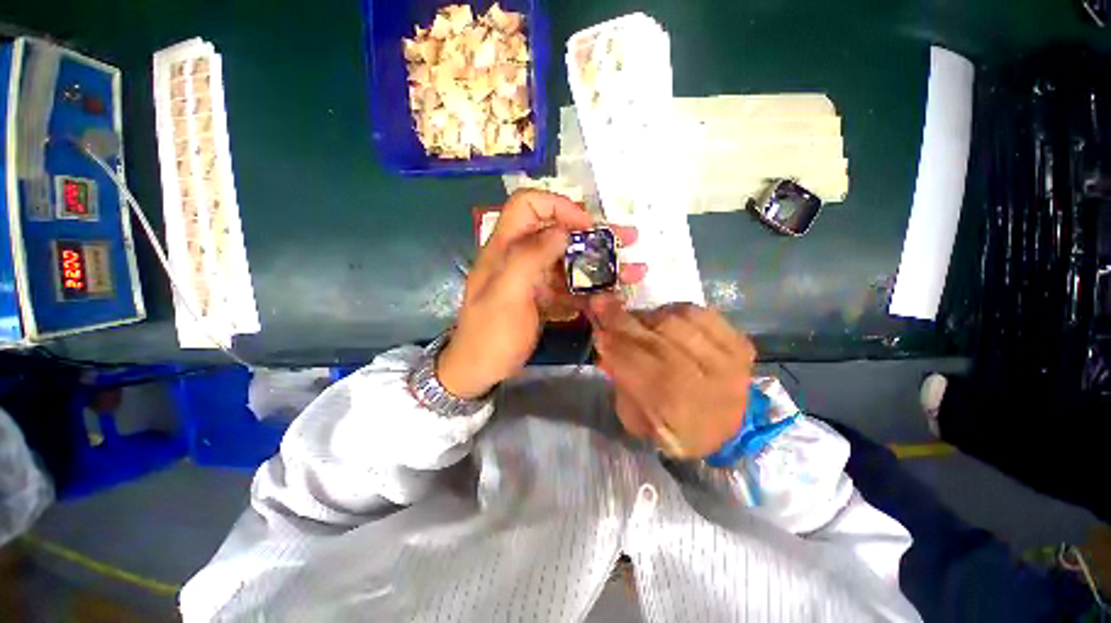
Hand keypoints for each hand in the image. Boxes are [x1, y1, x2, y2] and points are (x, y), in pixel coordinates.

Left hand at [437, 190, 645, 398]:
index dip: (558, 206)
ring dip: (601, 264)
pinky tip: (614, 295)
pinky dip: (593, 289)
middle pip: (558, 233)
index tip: (586, 226)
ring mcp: (535, 279)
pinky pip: (571, 287)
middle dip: (594, 235)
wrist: (481, 369)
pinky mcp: (544, 298)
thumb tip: (561, 232)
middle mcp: (521, 256)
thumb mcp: (507, 294)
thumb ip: (530, 257)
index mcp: (505, 247)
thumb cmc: (491, 333)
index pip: (528, 205)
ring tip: (633, 270)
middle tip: (628, 239)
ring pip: (570, 261)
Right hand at [588, 295, 756, 458]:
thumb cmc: (674, 430)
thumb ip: (620, 380)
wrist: (729, 433)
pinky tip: (665, 317)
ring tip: (637, 321)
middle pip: (657, 341)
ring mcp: (728, 362)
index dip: (613, 344)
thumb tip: (604, 342)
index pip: (637, 367)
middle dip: (622, 320)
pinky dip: (676, 310)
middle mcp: (705, 384)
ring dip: (648, 317)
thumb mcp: (636, 419)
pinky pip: (701, 314)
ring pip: (677, 322)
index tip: (595, 327)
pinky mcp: (740, 346)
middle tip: (601, 302)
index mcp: (676, 411)